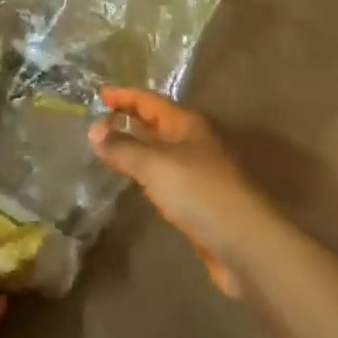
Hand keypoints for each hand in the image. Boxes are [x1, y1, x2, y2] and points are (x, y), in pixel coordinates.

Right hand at [89, 88, 284, 298]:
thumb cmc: (200, 193)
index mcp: (187, 125)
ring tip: (106, 148)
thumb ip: (123, 147)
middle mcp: (193, 143)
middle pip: (156, 124)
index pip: (150, 101)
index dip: (125, 96)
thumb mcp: (156, 164)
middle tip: (97, 120)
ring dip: (135, 147)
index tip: (99, 94)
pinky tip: (132, 182)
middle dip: (129, 119)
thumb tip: (93, 128)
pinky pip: (163, 178)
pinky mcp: (196, 202)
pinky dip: (144, 174)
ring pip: (159, 152)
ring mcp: (196, 173)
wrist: (244, 244)